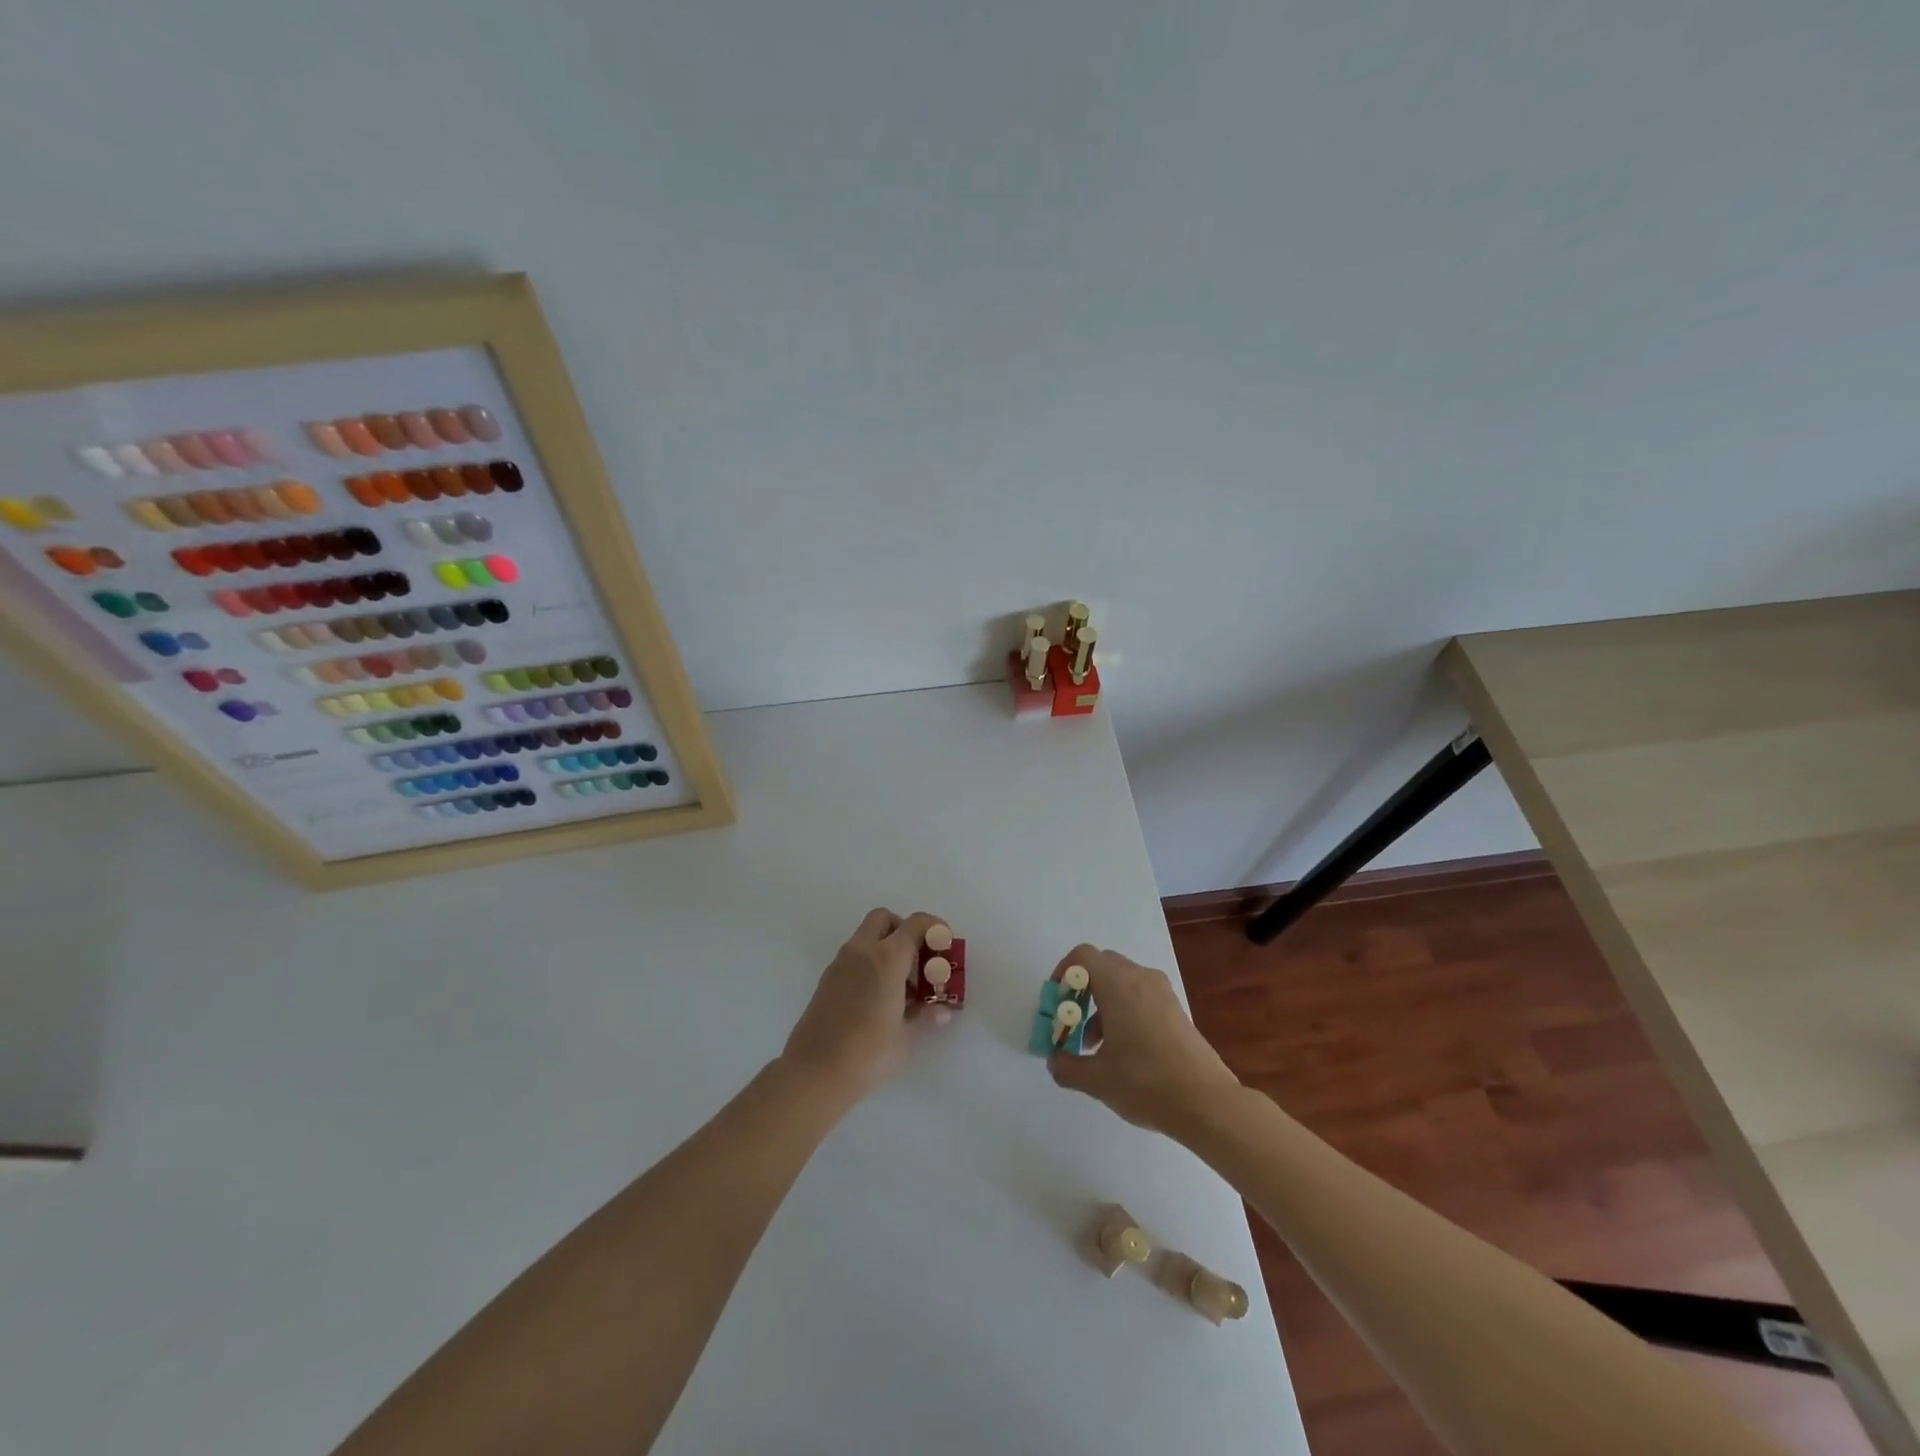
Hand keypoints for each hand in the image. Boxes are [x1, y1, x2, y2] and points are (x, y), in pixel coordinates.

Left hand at [780, 908, 938, 1104]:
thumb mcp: (904, 1035)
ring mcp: (840, 964)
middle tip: (918, 961)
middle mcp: (861, 951)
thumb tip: (940, 1011)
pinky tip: (879, 999)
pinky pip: (854, 958)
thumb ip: (922, 1015)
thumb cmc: (867, 1052)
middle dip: (905, 931)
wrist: (814, 1072)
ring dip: (887, 949)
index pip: (916, 924)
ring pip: (867, 938)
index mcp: (886, 957)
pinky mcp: (827, 980)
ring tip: (902, 987)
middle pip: (885, 919)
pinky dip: (870, 964)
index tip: (945, 947)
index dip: (935, 929)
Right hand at [1047, 945, 1241, 1136]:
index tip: (1057, 1003)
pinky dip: (1124, 1011)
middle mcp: (1141, 979)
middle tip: (1072, 1022)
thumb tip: (1055, 1062)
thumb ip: (1068, 1067)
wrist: (1207, 1103)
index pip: (1084, 956)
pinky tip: (1123, 1051)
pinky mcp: (1176, 1010)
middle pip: (1103, 966)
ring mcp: (1162, 993)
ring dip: (1102, 1004)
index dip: (1063, 973)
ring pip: (1122, 982)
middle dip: (1081, 990)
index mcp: (1118, 985)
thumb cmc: (1146, 1082)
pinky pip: (1141, 996)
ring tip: (1095, 1046)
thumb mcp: (1097, 1079)